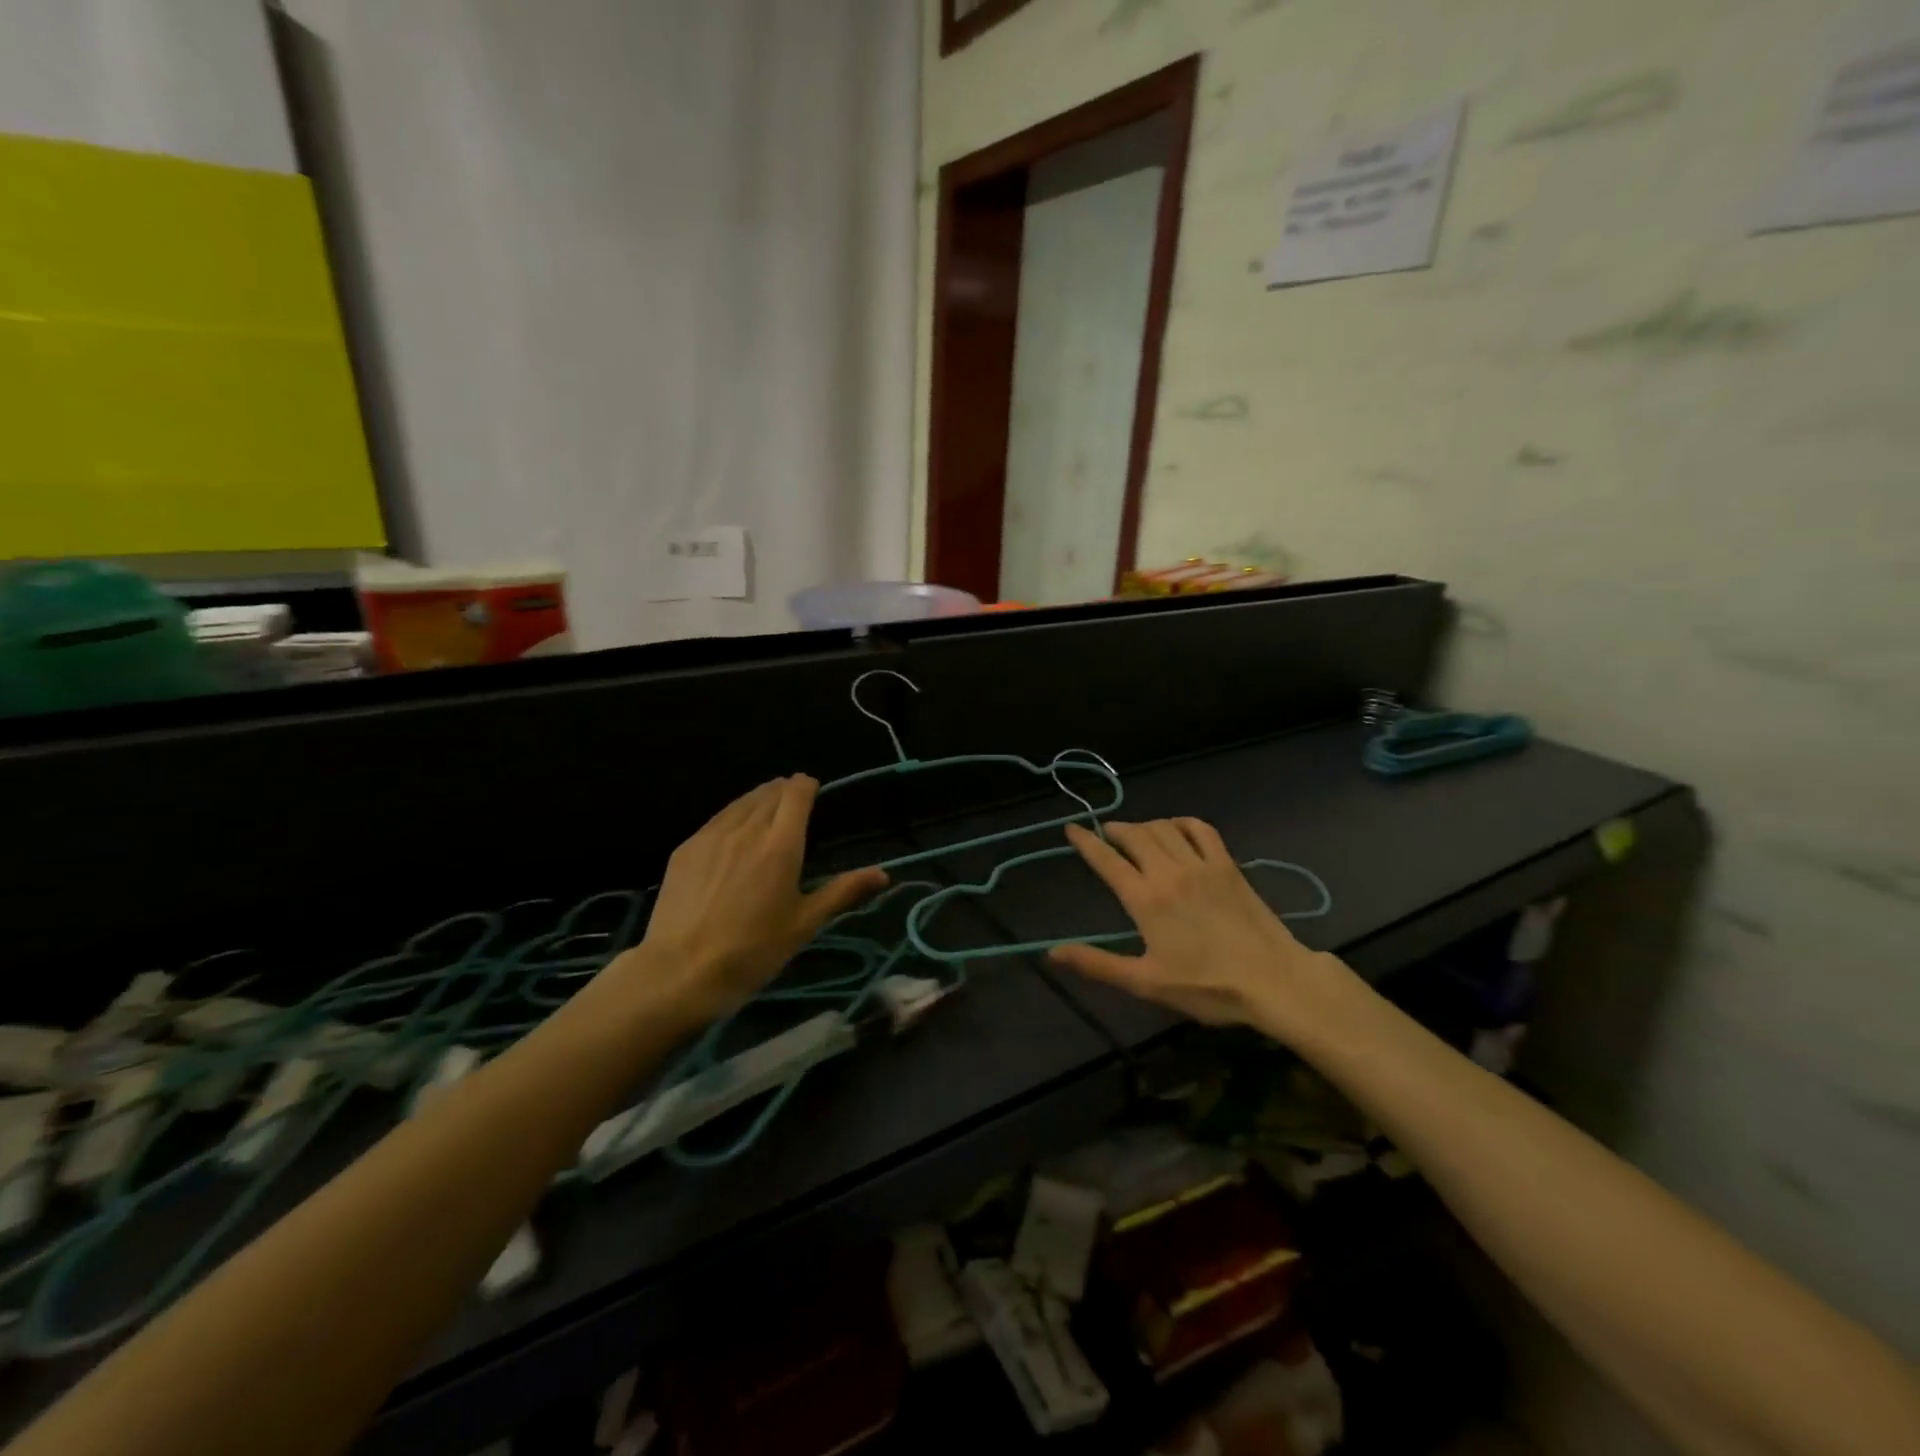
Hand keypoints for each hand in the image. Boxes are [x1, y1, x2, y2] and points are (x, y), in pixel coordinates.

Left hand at [618, 777, 886, 1024]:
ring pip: (740, 802)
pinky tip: (732, 836)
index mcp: (781, 844)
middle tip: (793, 804)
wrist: (680, 972)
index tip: (813, 792)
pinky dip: (732, 817)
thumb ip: (844, 892)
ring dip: (758, 799)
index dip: (807, 786)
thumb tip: (884, 874)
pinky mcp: (685, 849)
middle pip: (769, 792)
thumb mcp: (805, 924)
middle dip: (784, 791)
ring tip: (766, 812)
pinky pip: (716, 820)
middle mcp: (746, 829)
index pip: (796, 793)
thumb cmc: (753, 950)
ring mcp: (711, 836)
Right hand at [1048, 819, 1343, 1034]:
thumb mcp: (1146, 982)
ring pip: (1164, 827)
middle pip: (1134, 835)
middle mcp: (1169, 872)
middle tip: (1104, 833)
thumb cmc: (1207, 986)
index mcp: (1145, 899)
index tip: (1072, 828)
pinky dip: (1182, 822)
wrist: (1273, 980)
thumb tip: (1052, 953)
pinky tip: (1177, 828)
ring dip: (1144, 825)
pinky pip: (1201, 829)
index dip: (1086, 841)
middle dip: (1114, 829)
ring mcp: (1201, 864)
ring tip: (1136, 833)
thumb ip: (1097, 964)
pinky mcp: (1228, 865)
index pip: (1107, 860)